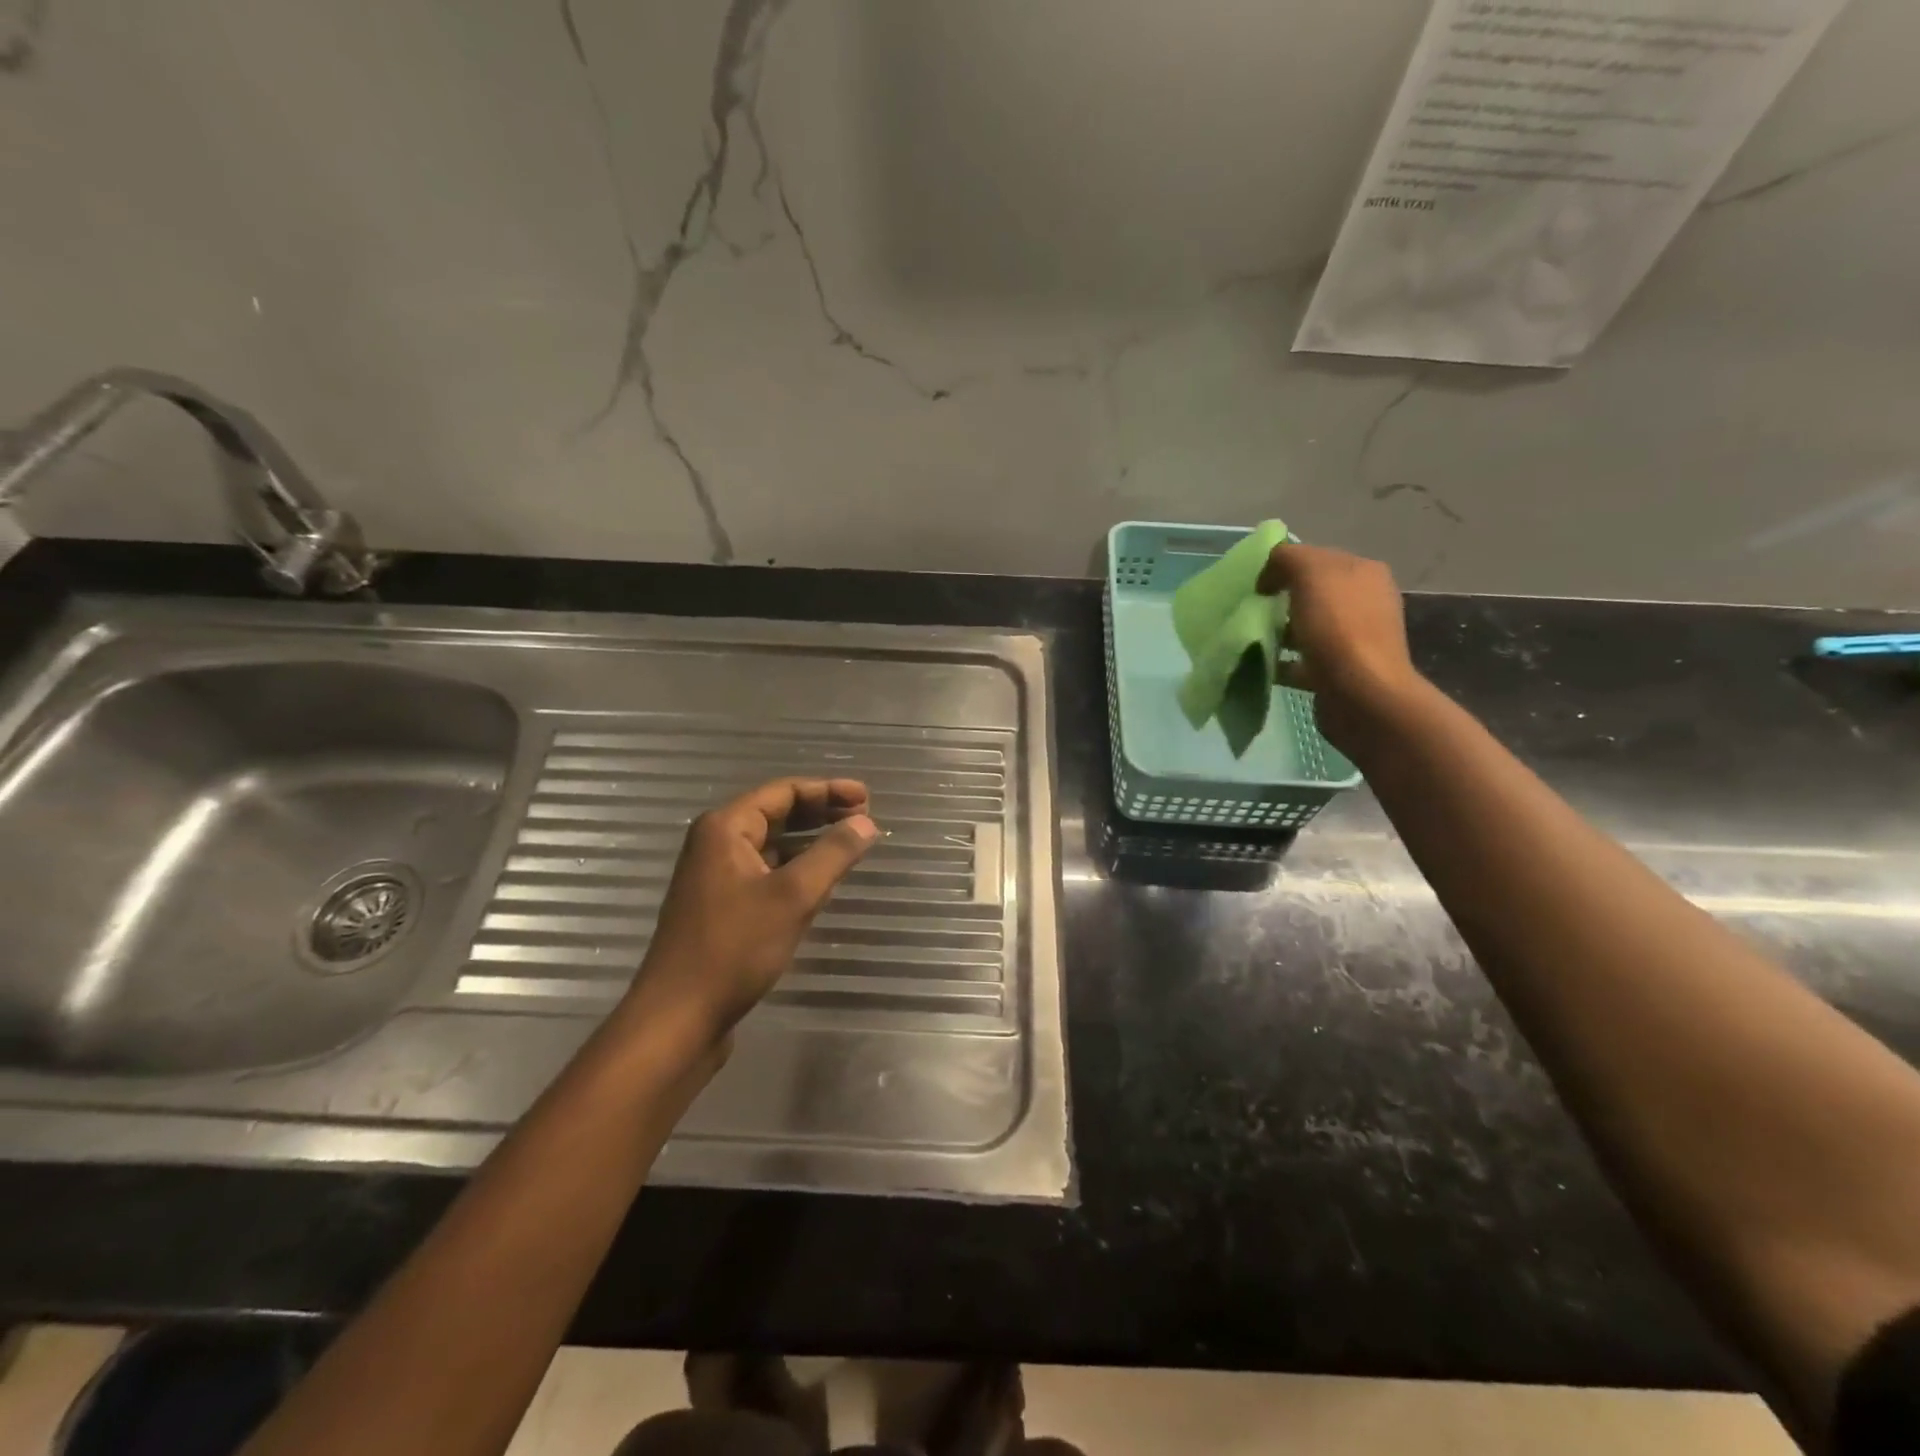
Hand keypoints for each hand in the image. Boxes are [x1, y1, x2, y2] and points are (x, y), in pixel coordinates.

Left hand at [625, 778, 879, 1051]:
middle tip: (864, 815)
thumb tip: (866, 822)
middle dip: (821, 811)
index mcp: (725, 828)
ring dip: (810, 839)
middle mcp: (715, 843)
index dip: (828, 790)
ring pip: (772, 844)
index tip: (867, 797)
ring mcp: (715, 876)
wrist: (678, 1017)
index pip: (784, 791)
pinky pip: (765, 870)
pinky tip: (820, 878)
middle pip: (776, 813)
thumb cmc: (734, 948)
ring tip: (849, 842)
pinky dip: (795, 867)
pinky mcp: (720, 906)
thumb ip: (833, 854)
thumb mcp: (793, 896)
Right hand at [1258, 542, 1424, 751]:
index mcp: (1364, 572)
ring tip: (1253, 639)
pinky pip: (1304, 661)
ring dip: (1281, 632)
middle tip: (1252, 611)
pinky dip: (1284, 662)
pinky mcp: (1341, 672)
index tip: (1257, 585)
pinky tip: (1264, 666)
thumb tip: (1271, 569)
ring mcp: (1356, 639)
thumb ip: (1287, 557)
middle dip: (1281, 600)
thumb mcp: (1310, 573)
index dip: (1284, 566)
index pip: (1317, 557)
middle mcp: (1366, 601)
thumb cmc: (1337, 628)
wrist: (1360, 694)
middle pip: (1313, 593)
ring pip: (1308, 627)